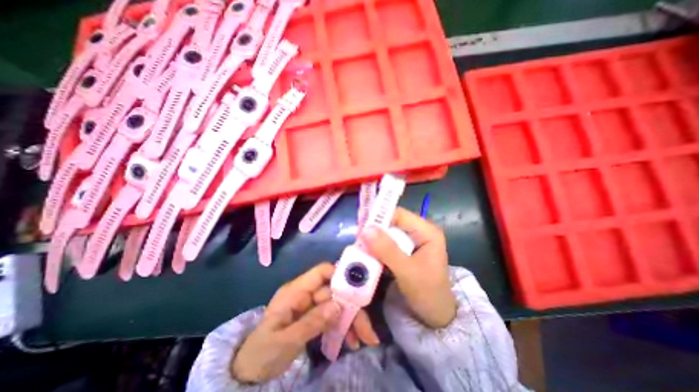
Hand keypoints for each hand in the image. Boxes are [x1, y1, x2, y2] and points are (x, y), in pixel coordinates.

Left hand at [232, 260, 379, 381]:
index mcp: (296, 291)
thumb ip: (311, 322)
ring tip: (364, 340)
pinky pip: (333, 317)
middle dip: (352, 308)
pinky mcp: (314, 317)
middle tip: (367, 330)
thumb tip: (338, 307)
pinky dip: (343, 327)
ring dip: (351, 320)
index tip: (359, 289)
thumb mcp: (285, 341)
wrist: (249, 371)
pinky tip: (351, 340)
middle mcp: (306, 294)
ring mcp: (311, 306)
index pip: (321, 272)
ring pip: (337, 305)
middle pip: (334, 292)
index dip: (340, 275)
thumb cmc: (262, 353)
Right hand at [360, 207, 459, 328]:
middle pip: (392, 222)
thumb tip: (366, 229)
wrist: (435, 317)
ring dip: (373, 240)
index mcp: (427, 231)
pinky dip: (376, 248)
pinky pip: (387, 244)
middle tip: (357, 238)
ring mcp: (411, 241)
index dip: (380, 217)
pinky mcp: (404, 251)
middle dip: (374, 230)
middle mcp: (419, 231)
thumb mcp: (407, 272)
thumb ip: (387, 250)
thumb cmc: (427, 294)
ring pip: (387, 233)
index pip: (399, 215)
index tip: (361, 226)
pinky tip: (367, 253)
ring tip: (359, 246)